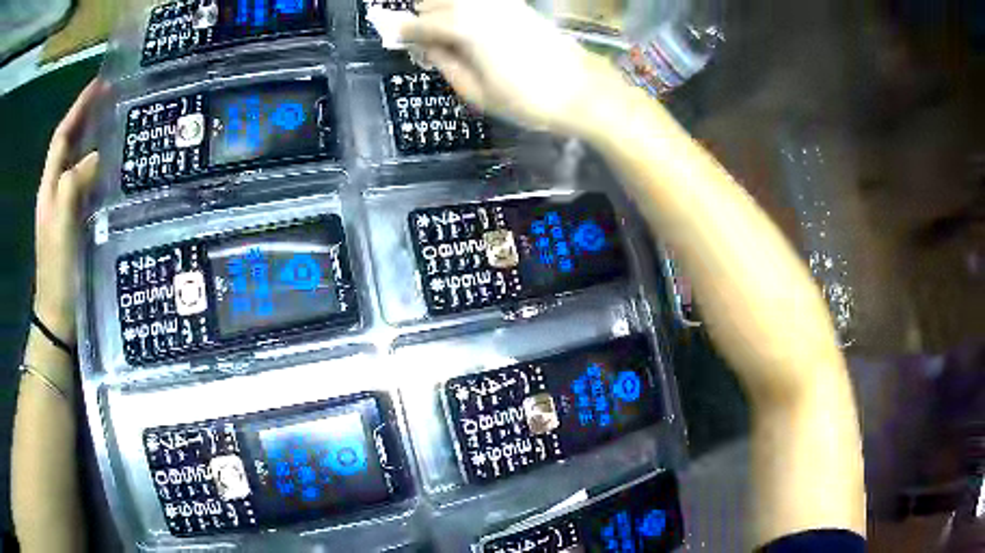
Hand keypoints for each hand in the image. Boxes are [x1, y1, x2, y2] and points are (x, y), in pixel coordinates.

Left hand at [33, 80, 103, 343]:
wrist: (58, 315)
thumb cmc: (57, 271)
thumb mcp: (62, 225)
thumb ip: (73, 185)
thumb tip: (96, 155)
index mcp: (49, 187)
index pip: (61, 136)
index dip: (78, 109)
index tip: (100, 84)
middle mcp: (56, 192)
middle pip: (69, 145)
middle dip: (87, 118)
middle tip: (113, 97)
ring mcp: (66, 209)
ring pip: (78, 163)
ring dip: (94, 141)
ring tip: (116, 124)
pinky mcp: (77, 223)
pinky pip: (87, 186)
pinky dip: (98, 170)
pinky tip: (114, 167)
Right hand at [401, 0, 627, 137]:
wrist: (583, 91)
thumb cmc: (528, 100)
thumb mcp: (477, 93)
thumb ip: (444, 64)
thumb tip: (425, 48)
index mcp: (464, 28)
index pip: (419, 23)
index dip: (402, 33)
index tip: (395, 41)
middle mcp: (480, 6)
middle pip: (433, 1)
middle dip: (423, 18)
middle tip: (426, 44)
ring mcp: (501, 3)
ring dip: (443, 10)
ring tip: (447, 37)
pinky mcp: (519, 6)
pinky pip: (480, 0)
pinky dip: (467, 8)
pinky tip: (471, 28)